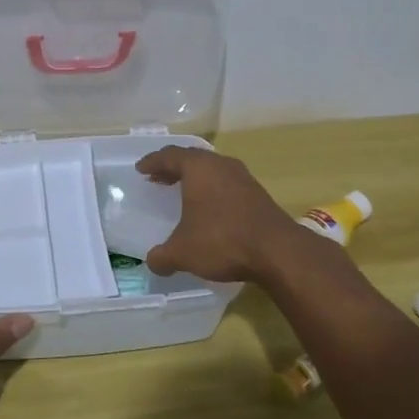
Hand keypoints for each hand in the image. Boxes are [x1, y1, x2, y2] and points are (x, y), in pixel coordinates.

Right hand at [135, 147, 299, 284]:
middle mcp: (220, 165)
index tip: (141, 168)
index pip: (169, 156)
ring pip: (212, 169)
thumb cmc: (222, 241)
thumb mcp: (183, 253)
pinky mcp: (258, 193)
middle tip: (158, 178)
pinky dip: (212, 189)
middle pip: (192, 158)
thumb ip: (162, 256)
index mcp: (198, 168)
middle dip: (173, 167)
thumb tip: (152, 262)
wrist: (277, 251)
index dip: (152, 161)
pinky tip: (210, 208)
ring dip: (195, 178)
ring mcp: (243, 177)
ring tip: (182, 192)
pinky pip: (227, 183)